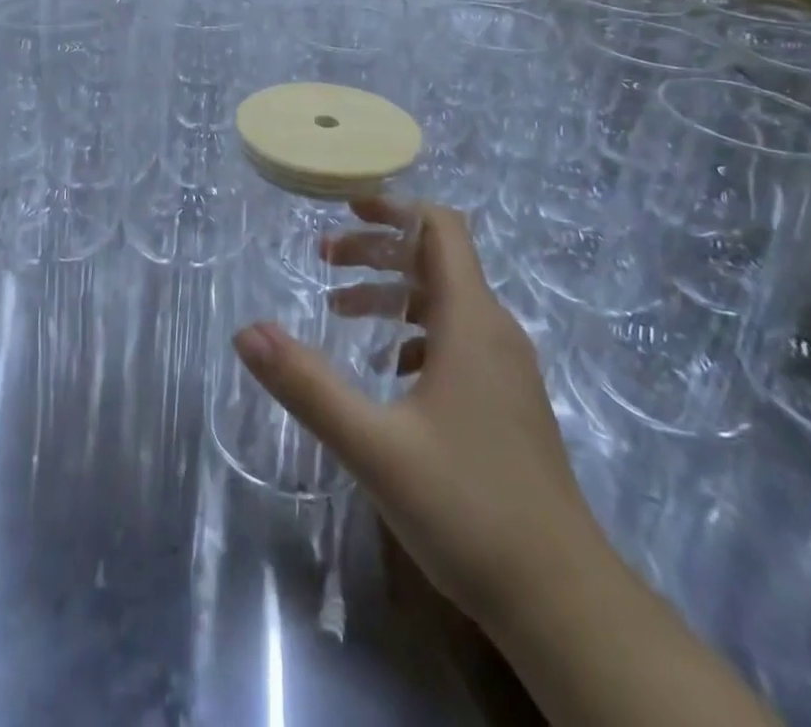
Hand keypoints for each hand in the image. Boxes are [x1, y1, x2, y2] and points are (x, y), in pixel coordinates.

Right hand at [232, 198, 604, 631]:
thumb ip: (306, 385)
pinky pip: (456, 340)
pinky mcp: (506, 402)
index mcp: (471, 320)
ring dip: (391, 293)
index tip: (345, 209)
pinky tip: (385, 371)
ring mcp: (505, 369)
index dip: (394, 208)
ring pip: (444, 302)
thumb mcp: (373, 445)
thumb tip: (246, 332)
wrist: (563, 602)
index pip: (440, 228)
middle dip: (377, 251)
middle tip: (322, 261)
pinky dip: (413, 333)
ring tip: (339, 312)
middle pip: (435, 260)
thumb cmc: (468, 508)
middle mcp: (494, 331)